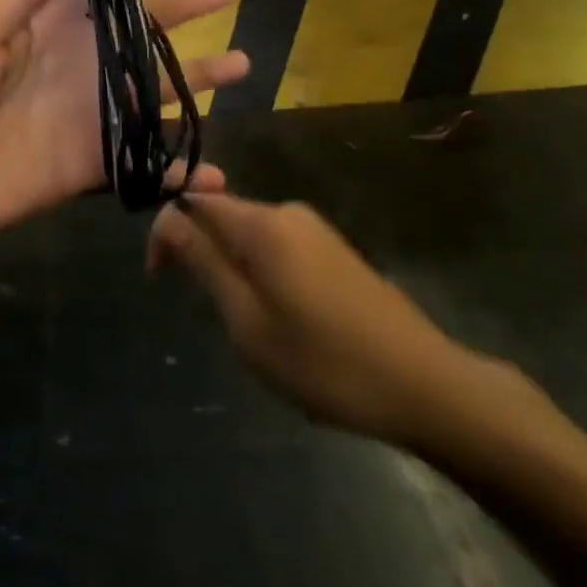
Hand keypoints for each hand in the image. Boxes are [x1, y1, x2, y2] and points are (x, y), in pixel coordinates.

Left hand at [0, 0, 248, 246]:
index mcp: (46, 20)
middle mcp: (77, 58)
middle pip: (140, 26)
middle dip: (180, 6)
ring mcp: (90, 111)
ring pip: (156, 88)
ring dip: (198, 77)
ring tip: (242, 64)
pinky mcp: (93, 161)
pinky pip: (146, 162)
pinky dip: (182, 169)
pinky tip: (218, 174)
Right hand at [149, 193, 523, 448]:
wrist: (427, 386)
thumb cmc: (324, 360)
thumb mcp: (247, 320)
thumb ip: (203, 261)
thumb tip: (166, 217)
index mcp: (262, 222)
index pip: (193, 199)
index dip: (166, 230)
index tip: (159, 278)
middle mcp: (287, 212)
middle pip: (223, 214)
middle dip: (199, 250)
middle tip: (202, 308)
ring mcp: (316, 230)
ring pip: (250, 234)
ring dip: (230, 266)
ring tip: (242, 324)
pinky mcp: (336, 252)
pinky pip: (278, 248)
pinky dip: (259, 272)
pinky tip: (278, 319)